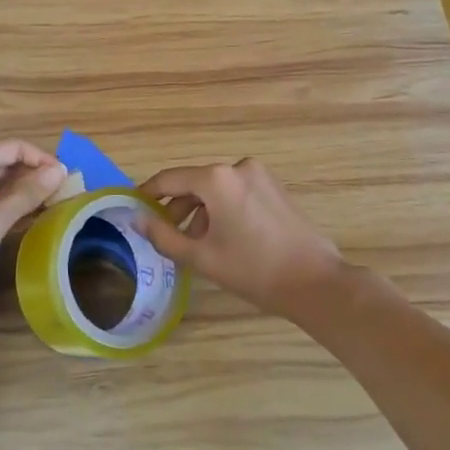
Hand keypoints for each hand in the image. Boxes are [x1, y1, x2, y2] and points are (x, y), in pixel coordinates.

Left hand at [0, 140, 67, 315]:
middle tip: (64, 190)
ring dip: (24, 192)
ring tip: (54, 202)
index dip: (40, 158)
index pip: (11, 148)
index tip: (66, 176)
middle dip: (33, 174)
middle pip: (3, 164)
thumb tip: (59, 171)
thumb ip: (28, 193)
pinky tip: (32, 217)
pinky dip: (10, 208)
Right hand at [138, 158, 350, 320]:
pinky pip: (237, 192)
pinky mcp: (275, 188)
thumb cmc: (252, 269)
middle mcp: (237, 167)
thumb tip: (137, 218)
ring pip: (216, 189)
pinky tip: (223, 238)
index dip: (148, 193)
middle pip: (194, 183)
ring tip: (195, 243)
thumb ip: (163, 235)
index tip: (134, 207)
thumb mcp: (201, 257)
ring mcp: (260, 175)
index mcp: (217, 178)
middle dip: (176, 207)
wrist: (314, 281)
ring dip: (200, 210)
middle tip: (165, 235)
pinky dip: (222, 209)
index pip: (170, 179)